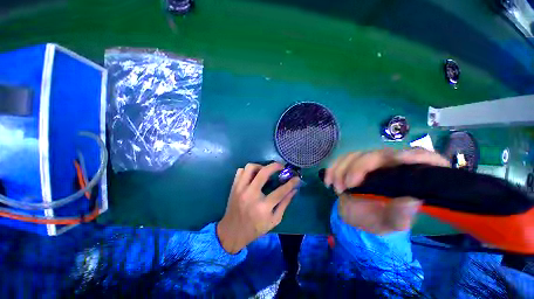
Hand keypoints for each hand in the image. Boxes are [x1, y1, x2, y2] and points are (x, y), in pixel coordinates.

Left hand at [217, 163, 299, 252]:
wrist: (232, 232)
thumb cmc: (255, 229)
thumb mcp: (274, 220)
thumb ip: (284, 204)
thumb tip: (293, 190)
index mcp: (263, 207)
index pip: (280, 191)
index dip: (291, 183)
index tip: (296, 178)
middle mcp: (251, 195)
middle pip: (263, 172)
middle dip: (275, 166)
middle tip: (281, 166)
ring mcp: (240, 189)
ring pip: (250, 167)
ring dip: (260, 166)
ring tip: (265, 171)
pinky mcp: (234, 187)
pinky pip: (241, 171)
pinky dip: (249, 171)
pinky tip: (253, 176)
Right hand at [324, 149, 449, 234]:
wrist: (356, 215)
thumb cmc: (377, 219)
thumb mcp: (390, 223)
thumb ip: (401, 215)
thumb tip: (410, 201)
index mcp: (410, 178)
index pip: (424, 159)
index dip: (416, 155)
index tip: (399, 159)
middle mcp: (391, 165)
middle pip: (379, 154)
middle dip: (359, 168)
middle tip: (347, 186)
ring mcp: (370, 162)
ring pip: (355, 155)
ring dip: (341, 169)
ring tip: (336, 188)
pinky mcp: (352, 163)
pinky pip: (341, 159)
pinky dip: (332, 168)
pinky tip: (328, 181)